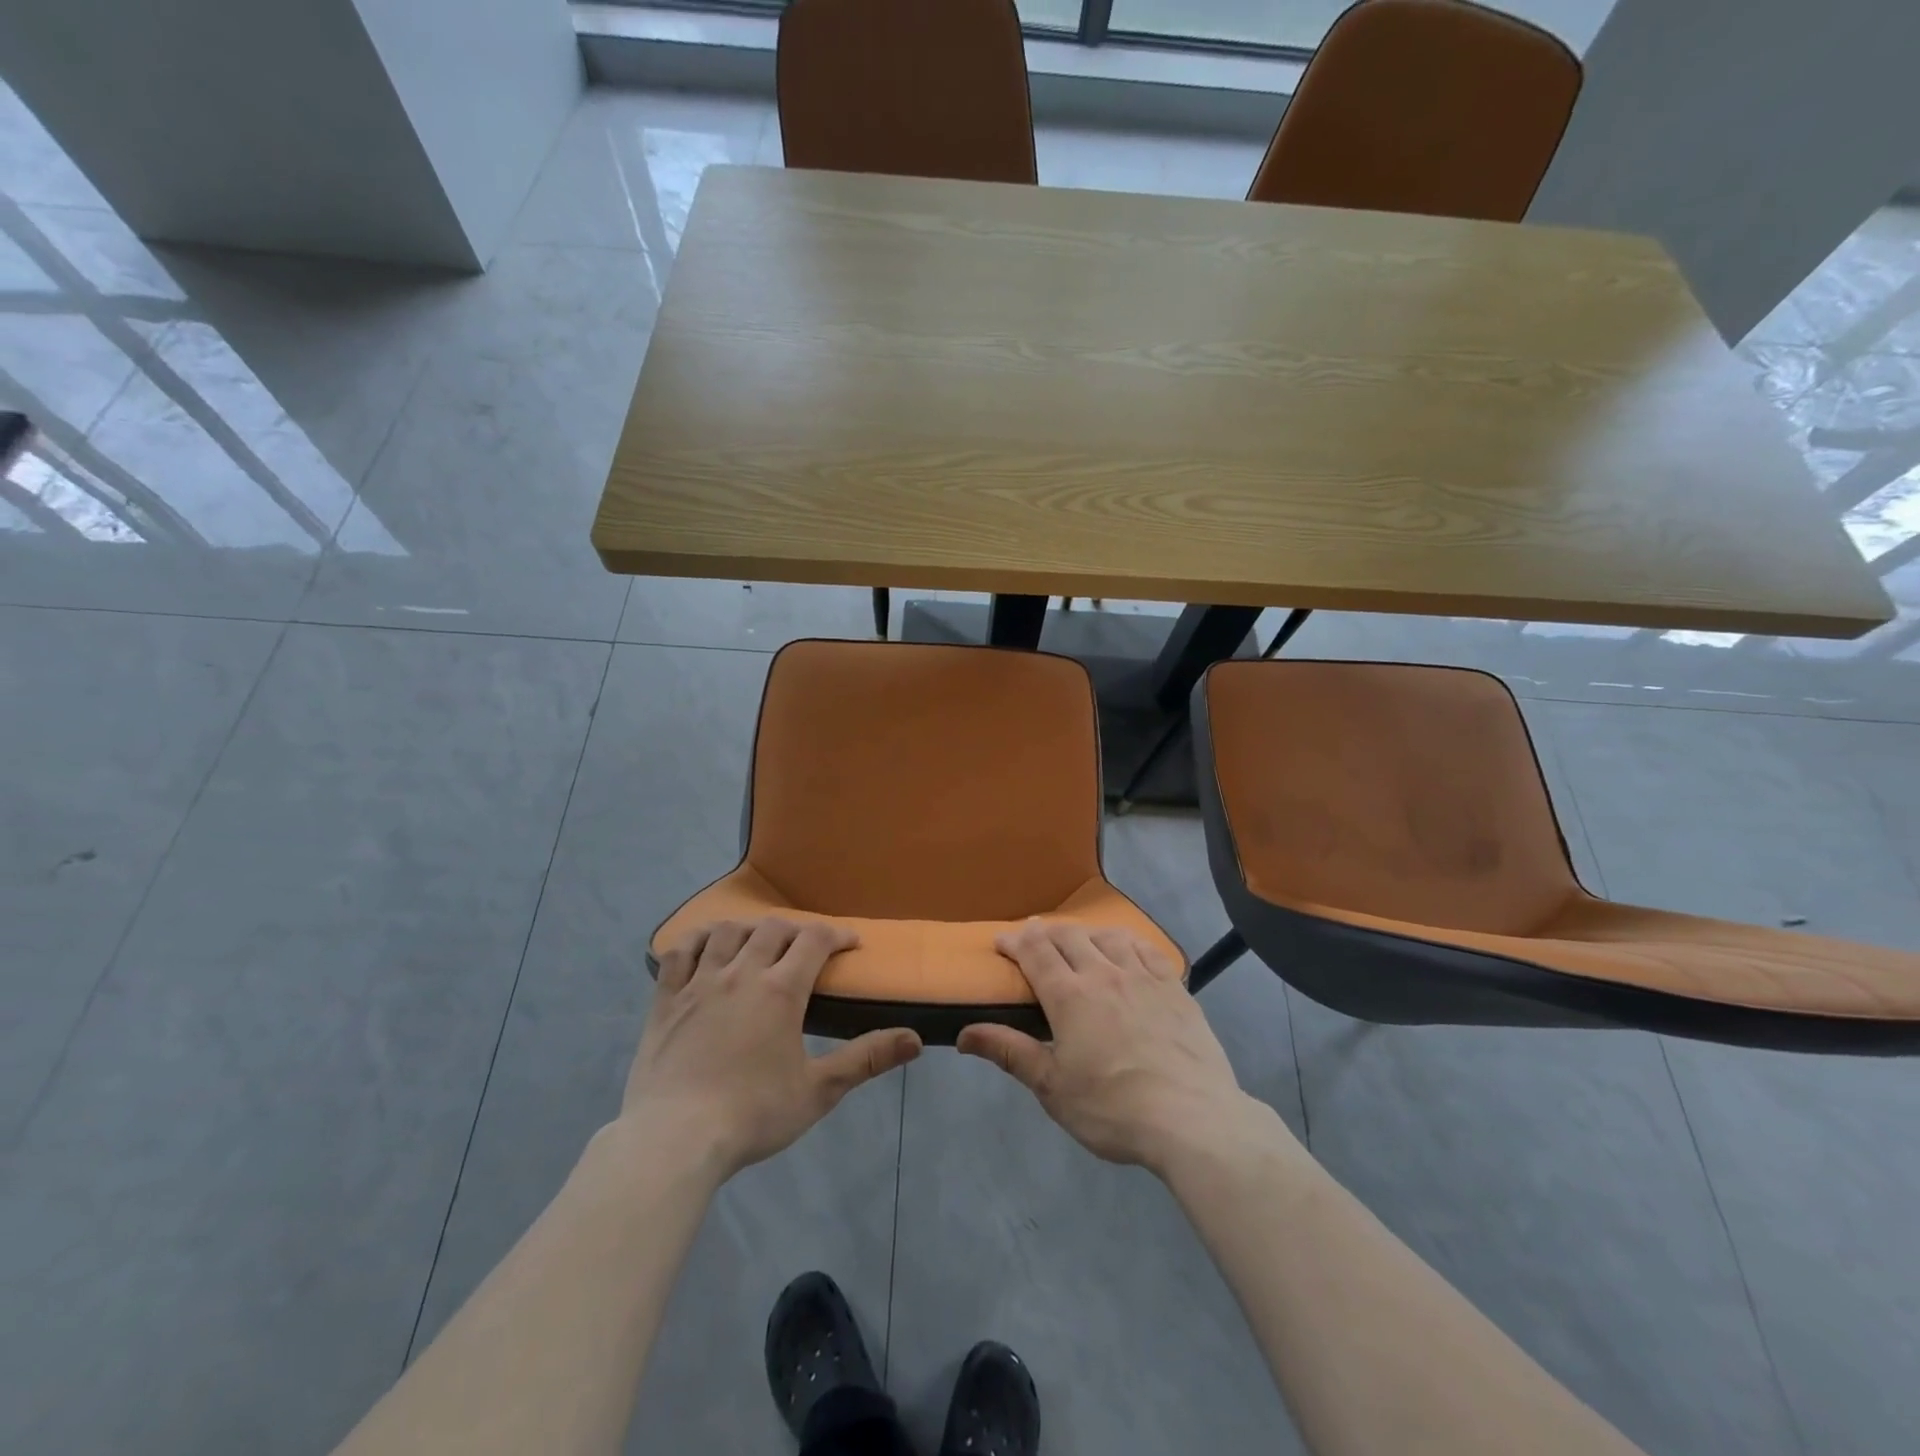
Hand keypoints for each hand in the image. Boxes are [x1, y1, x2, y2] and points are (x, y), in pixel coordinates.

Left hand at [624, 918, 921, 1175]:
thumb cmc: (753, 1114)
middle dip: (796, 930)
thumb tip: (915, 1039)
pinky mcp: (665, 1000)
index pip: (814, 939)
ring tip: (758, 942)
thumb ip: (866, 1059)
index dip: (836, 934)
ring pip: (727, 932)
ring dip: (749, 929)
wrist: (674, 1140)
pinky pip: (679, 953)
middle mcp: (741, 973)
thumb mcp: (819, 1091)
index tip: (850, 944)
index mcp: (780, 990)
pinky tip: (706, 946)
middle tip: (806, 948)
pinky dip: (696, 940)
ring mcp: (698, 983)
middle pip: (772, 929)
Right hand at [958, 921, 1260, 1175]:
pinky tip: (1125, 949)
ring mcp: (1143, 976)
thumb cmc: (1112, 1108)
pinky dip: (1126, 941)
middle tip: (1034, 938)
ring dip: (1085, 933)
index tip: (1001, 941)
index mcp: (1069, 995)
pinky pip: (1146, 949)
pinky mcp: (1174, 987)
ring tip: (1077, 941)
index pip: (1035, 951)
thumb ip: (1010, 1052)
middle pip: (1069, 936)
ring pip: (1107, 936)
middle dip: (1045, 932)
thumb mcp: (1052, 1088)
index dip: (1015, 941)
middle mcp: (1103, 973)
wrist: (1191, 1118)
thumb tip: (964, 1034)